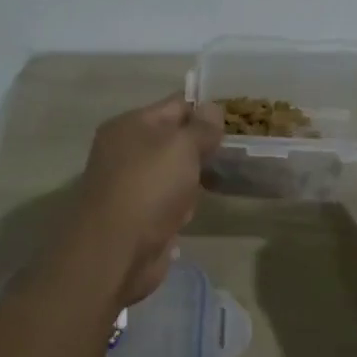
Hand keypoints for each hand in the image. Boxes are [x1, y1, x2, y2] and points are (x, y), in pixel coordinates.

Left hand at [66, 93, 223, 307]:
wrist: (117, 251)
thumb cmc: (150, 187)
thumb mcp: (182, 146)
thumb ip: (201, 127)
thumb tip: (212, 108)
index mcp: (129, 125)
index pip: (175, 105)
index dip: (206, 111)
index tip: (239, 120)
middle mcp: (125, 150)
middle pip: (173, 139)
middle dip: (203, 145)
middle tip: (238, 151)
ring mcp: (130, 184)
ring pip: (173, 171)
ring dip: (195, 177)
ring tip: (226, 178)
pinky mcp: (137, 215)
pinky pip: (169, 200)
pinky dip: (183, 204)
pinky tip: (197, 209)